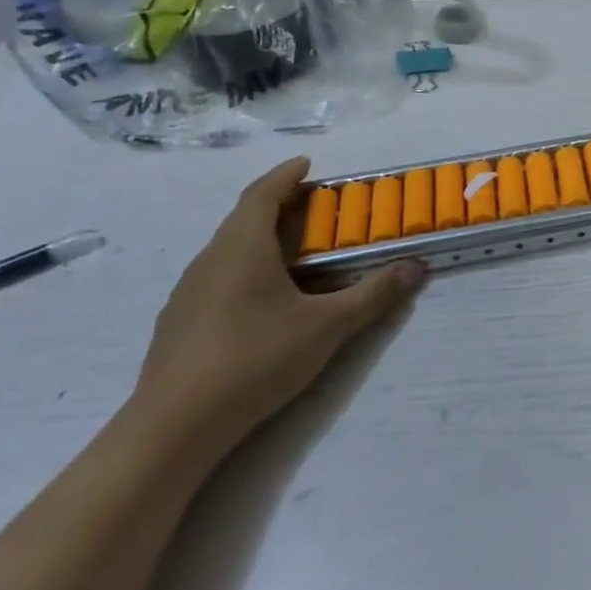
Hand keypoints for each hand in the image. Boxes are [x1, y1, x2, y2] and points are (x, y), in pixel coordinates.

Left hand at [127, 158, 426, 458]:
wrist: (175, 425)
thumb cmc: (256, 359)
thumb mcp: (328, 326)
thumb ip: (373, 294)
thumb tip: (415, 267)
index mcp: (242, 248)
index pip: (262, 194)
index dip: (285, 175)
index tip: (307, 164)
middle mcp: (210, 260)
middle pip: (244, 218)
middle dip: (279, 205)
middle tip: (315, 207)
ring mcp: (189, 292)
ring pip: (229, 249)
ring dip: (261, 238)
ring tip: (296, 251)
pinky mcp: (180, 322)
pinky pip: (218, 276)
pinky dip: (246, 268)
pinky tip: (265, 298)